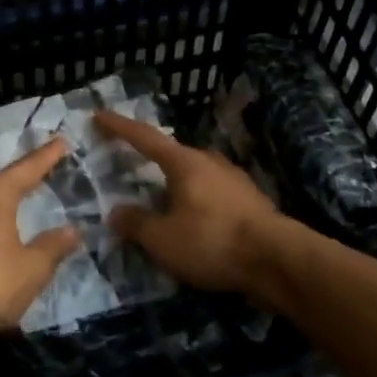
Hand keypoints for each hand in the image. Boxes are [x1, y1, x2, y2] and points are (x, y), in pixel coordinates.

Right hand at [94, 110, 282, 298]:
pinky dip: (196, 202)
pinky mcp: (251, 202)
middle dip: (152, 161)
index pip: (145, 138)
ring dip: (176, 185)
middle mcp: (210, 162)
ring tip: (162, 202)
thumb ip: (136, 224)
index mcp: (185, 163)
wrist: (278, 261)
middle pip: (173, 155)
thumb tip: (116, 212)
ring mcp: (235, 180)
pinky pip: (213, 195)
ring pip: (196, 176)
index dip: (120, 127)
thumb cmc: (212, 242)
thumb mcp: (163, 239)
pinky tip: (194, 222)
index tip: (99, 116)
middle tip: (132, 169)